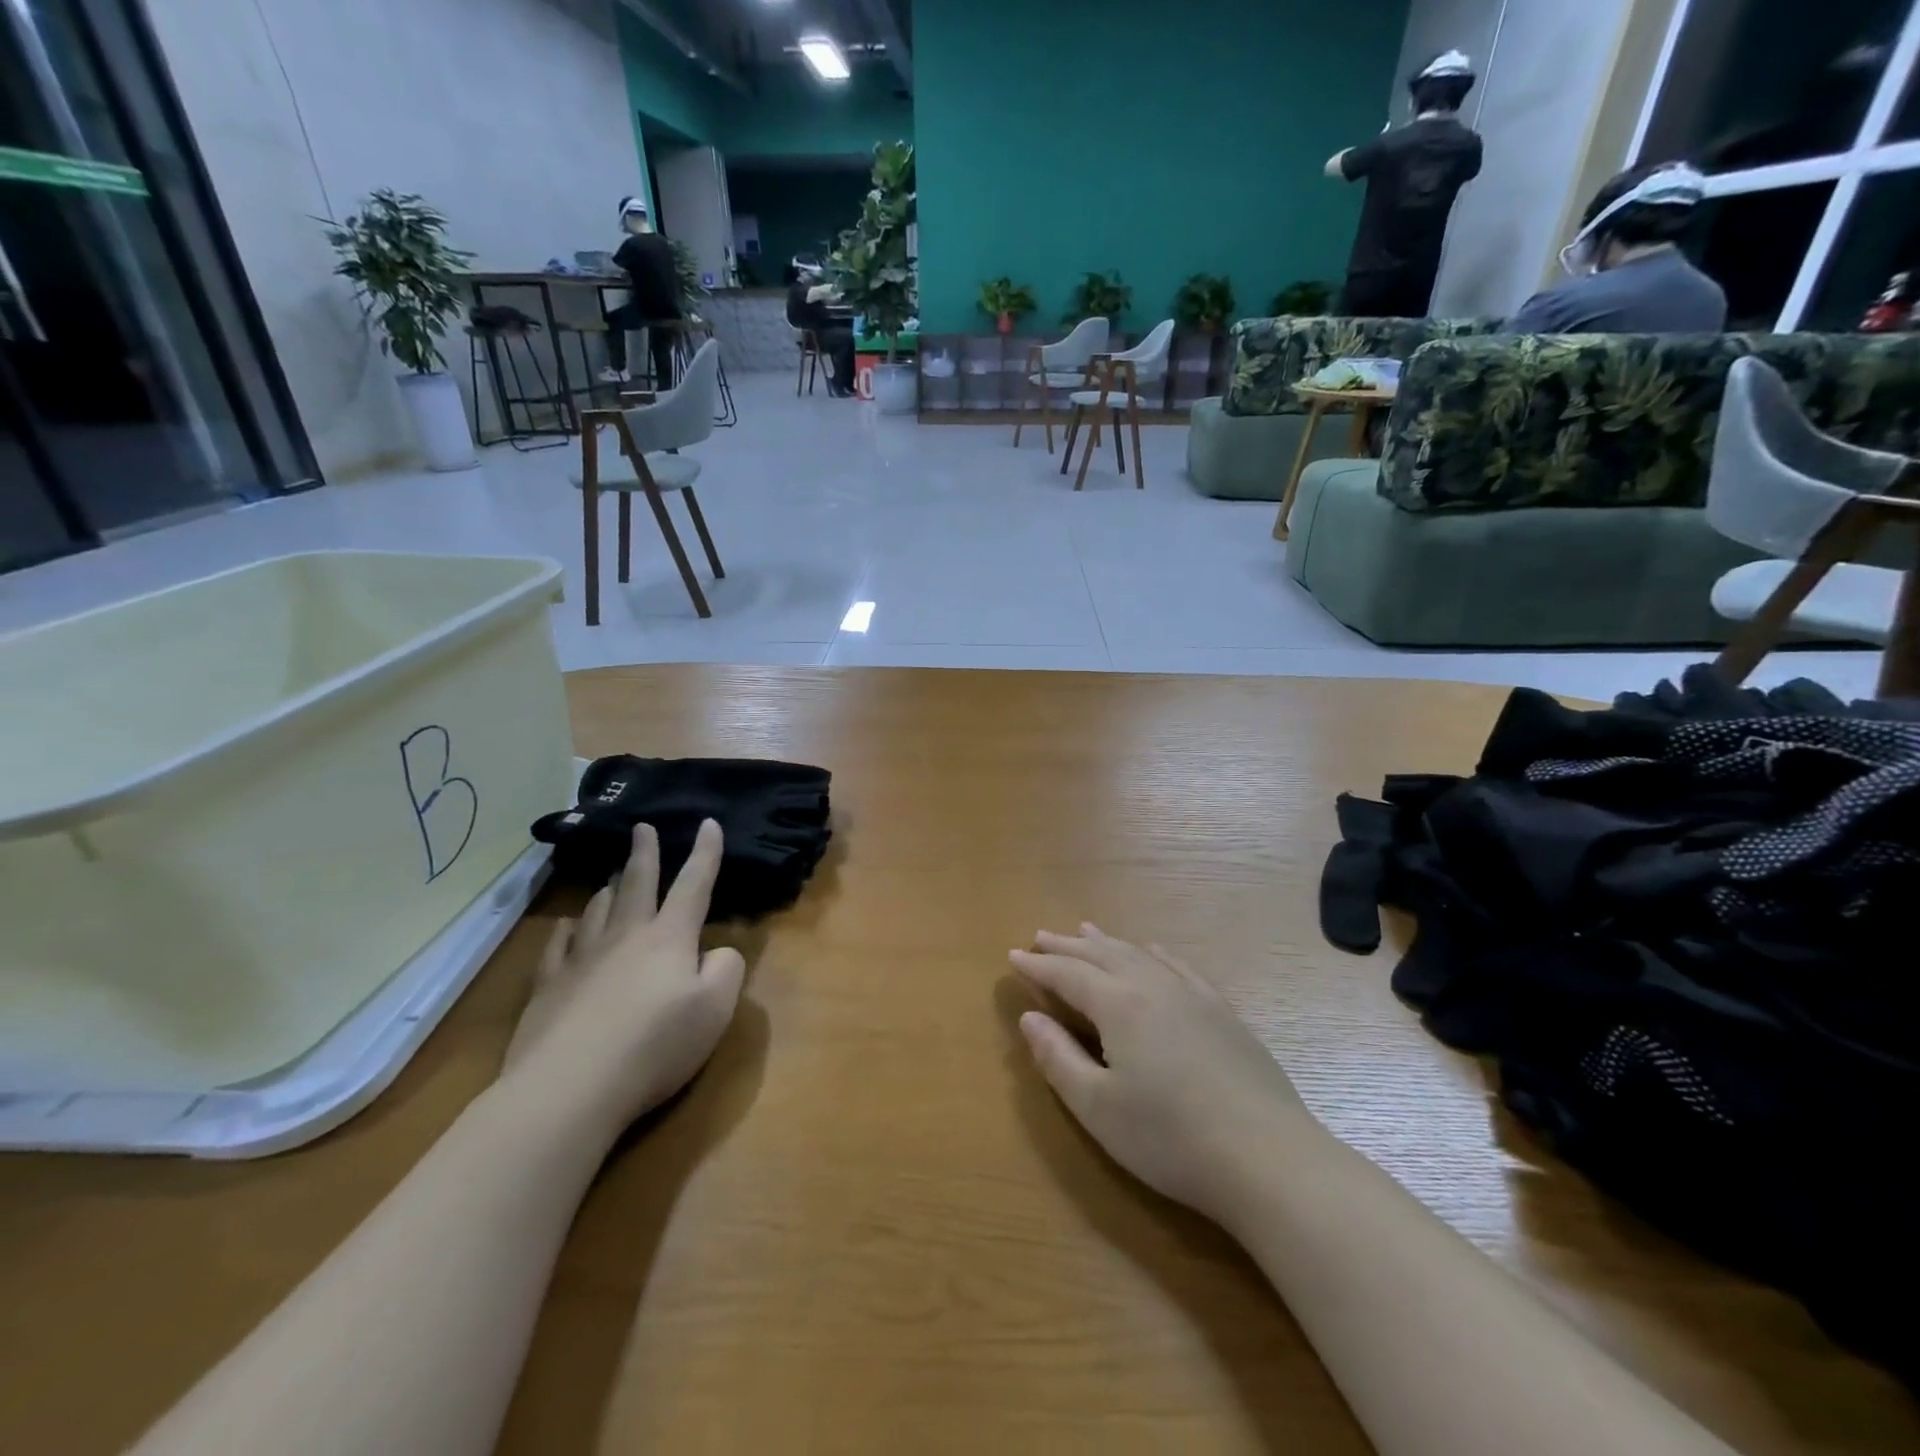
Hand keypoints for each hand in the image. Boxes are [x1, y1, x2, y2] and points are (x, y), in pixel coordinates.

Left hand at [502, 819, 745, 1137]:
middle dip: (644, 853)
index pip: (693, 885)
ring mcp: (582, 960)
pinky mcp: (549, 988)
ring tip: (610, 876)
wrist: (570, 1088)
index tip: (708, 823)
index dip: (705, 853)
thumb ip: (727, 970)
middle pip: (637, 884)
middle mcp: (626, 937)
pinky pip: (558, 946)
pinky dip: (566, 930)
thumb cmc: (656, 1045)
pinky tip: (567, 925)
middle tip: (642, 827)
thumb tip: (716, 952)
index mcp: (669, 938)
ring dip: (608, 889)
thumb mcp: (716, 1009)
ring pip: (597, 910)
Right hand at [1011, 925, 1307, 1224]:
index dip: (1037, 965)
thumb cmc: (1170, 1139)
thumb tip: (1029, 1019)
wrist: (1267, 1157)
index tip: (1013, 957)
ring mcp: (1193, 995)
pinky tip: (1152, 952)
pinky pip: (1179, 966)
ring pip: (1139, 954)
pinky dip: (1154, 953)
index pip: (1067, 974)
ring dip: (1107, 942)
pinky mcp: (1222, 1011)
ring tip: (1085, 931)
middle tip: (1040, 936)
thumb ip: (1058, 1059)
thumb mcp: (1098, 1108)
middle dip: (1067, 946)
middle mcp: (1153, 985)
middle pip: (1101, 954)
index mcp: (1119, 1005)